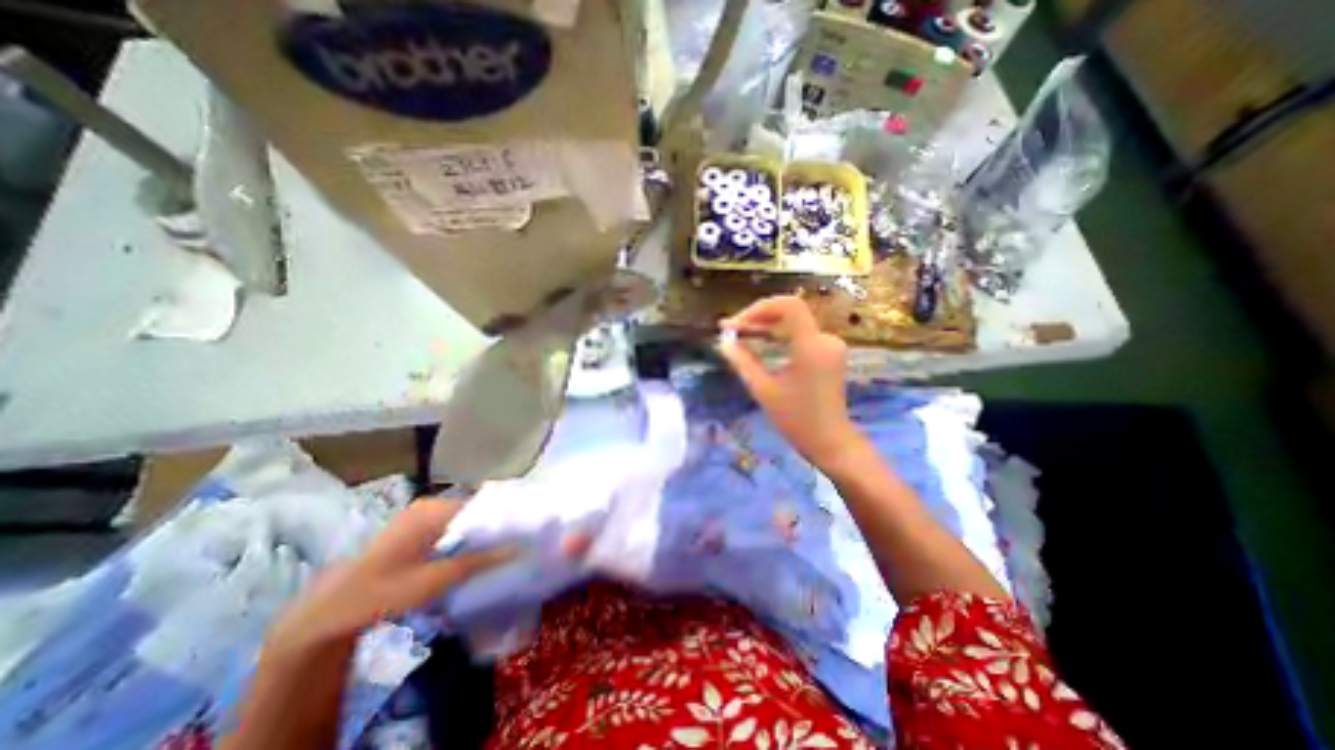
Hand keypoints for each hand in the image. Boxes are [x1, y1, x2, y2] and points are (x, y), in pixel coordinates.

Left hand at [266, 500, 512, 651]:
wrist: (333, 611)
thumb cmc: (386, 590)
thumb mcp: (437, 579)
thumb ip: (479, 561)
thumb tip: (518, 548)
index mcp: (434, 510)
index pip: (482, 504)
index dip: (502, 517)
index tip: (521, 530)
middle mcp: (430, 505)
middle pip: (473, 511)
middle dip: (491, 526)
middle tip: (513, 542)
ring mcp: (420, 516)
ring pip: (462, 520)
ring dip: (477, 534)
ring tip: (498, 548)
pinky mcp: (414, 529)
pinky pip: (449, 527)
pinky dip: (463, 538)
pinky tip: (471, 554)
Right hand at [715, 294, 861, 465]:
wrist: (830, 442)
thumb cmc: (796, 420)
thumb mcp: (764, 390)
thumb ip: (743, 362)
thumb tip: (723, 343)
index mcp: (811, 346)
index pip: (788, 306)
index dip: (759, 308)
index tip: (736, 323)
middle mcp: (825, 339)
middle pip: (789, 313)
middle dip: (758, 317)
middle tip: (730, 328)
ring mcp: (829, 346)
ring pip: (793, 324)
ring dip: (766, 326)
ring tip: (739, 333)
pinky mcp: (828, 353)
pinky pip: (800, 335)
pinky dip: (778, 336)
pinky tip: (759, 342)